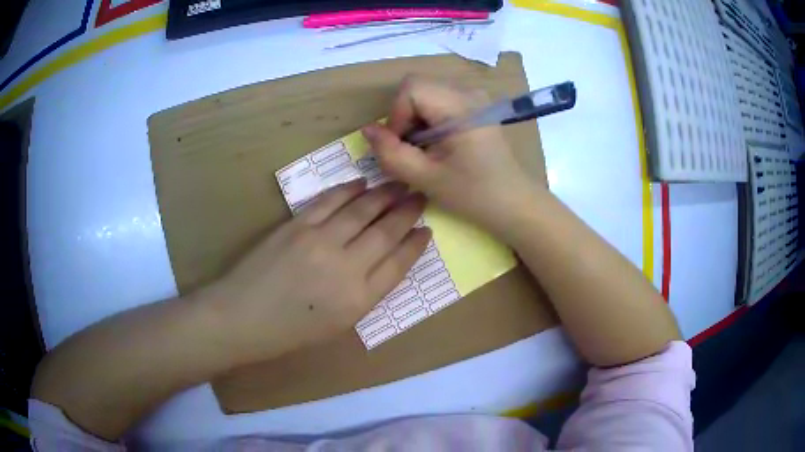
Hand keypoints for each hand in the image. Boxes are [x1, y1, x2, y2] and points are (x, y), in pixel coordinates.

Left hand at [203, 180, 429, 361]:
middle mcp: (346, 267)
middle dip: (407, 212)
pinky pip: (330, 200)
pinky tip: (361, 183)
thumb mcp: (338, 325)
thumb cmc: (291, 330)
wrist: (243, 317)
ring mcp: (320, 241)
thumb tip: (384, 262)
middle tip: (420, 197)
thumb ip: (366, 294)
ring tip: (398, 185)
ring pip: (362, 210)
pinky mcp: (297, 225)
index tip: (427, 230)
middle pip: (386, 232)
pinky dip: (348, 189)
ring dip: (384, 194)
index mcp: (359, 300)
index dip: (415, 244)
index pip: (398, 264)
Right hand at [361, 76, 540, 232]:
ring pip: (424, 93)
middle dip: (403, 118)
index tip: (402, 147)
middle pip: (416, 87)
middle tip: (412, 150)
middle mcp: (467, 91)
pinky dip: (427, 121)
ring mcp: (473, 96)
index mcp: (460, 105)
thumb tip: (367, 130)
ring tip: (425, 151)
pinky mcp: (474, 106)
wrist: (512, 202)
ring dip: (414, 120)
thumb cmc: (473, 194)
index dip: (396, 116)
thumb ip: (391, 153)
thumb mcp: (426, 178)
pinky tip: (437, 145)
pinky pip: (437, 101)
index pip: (411, 88)